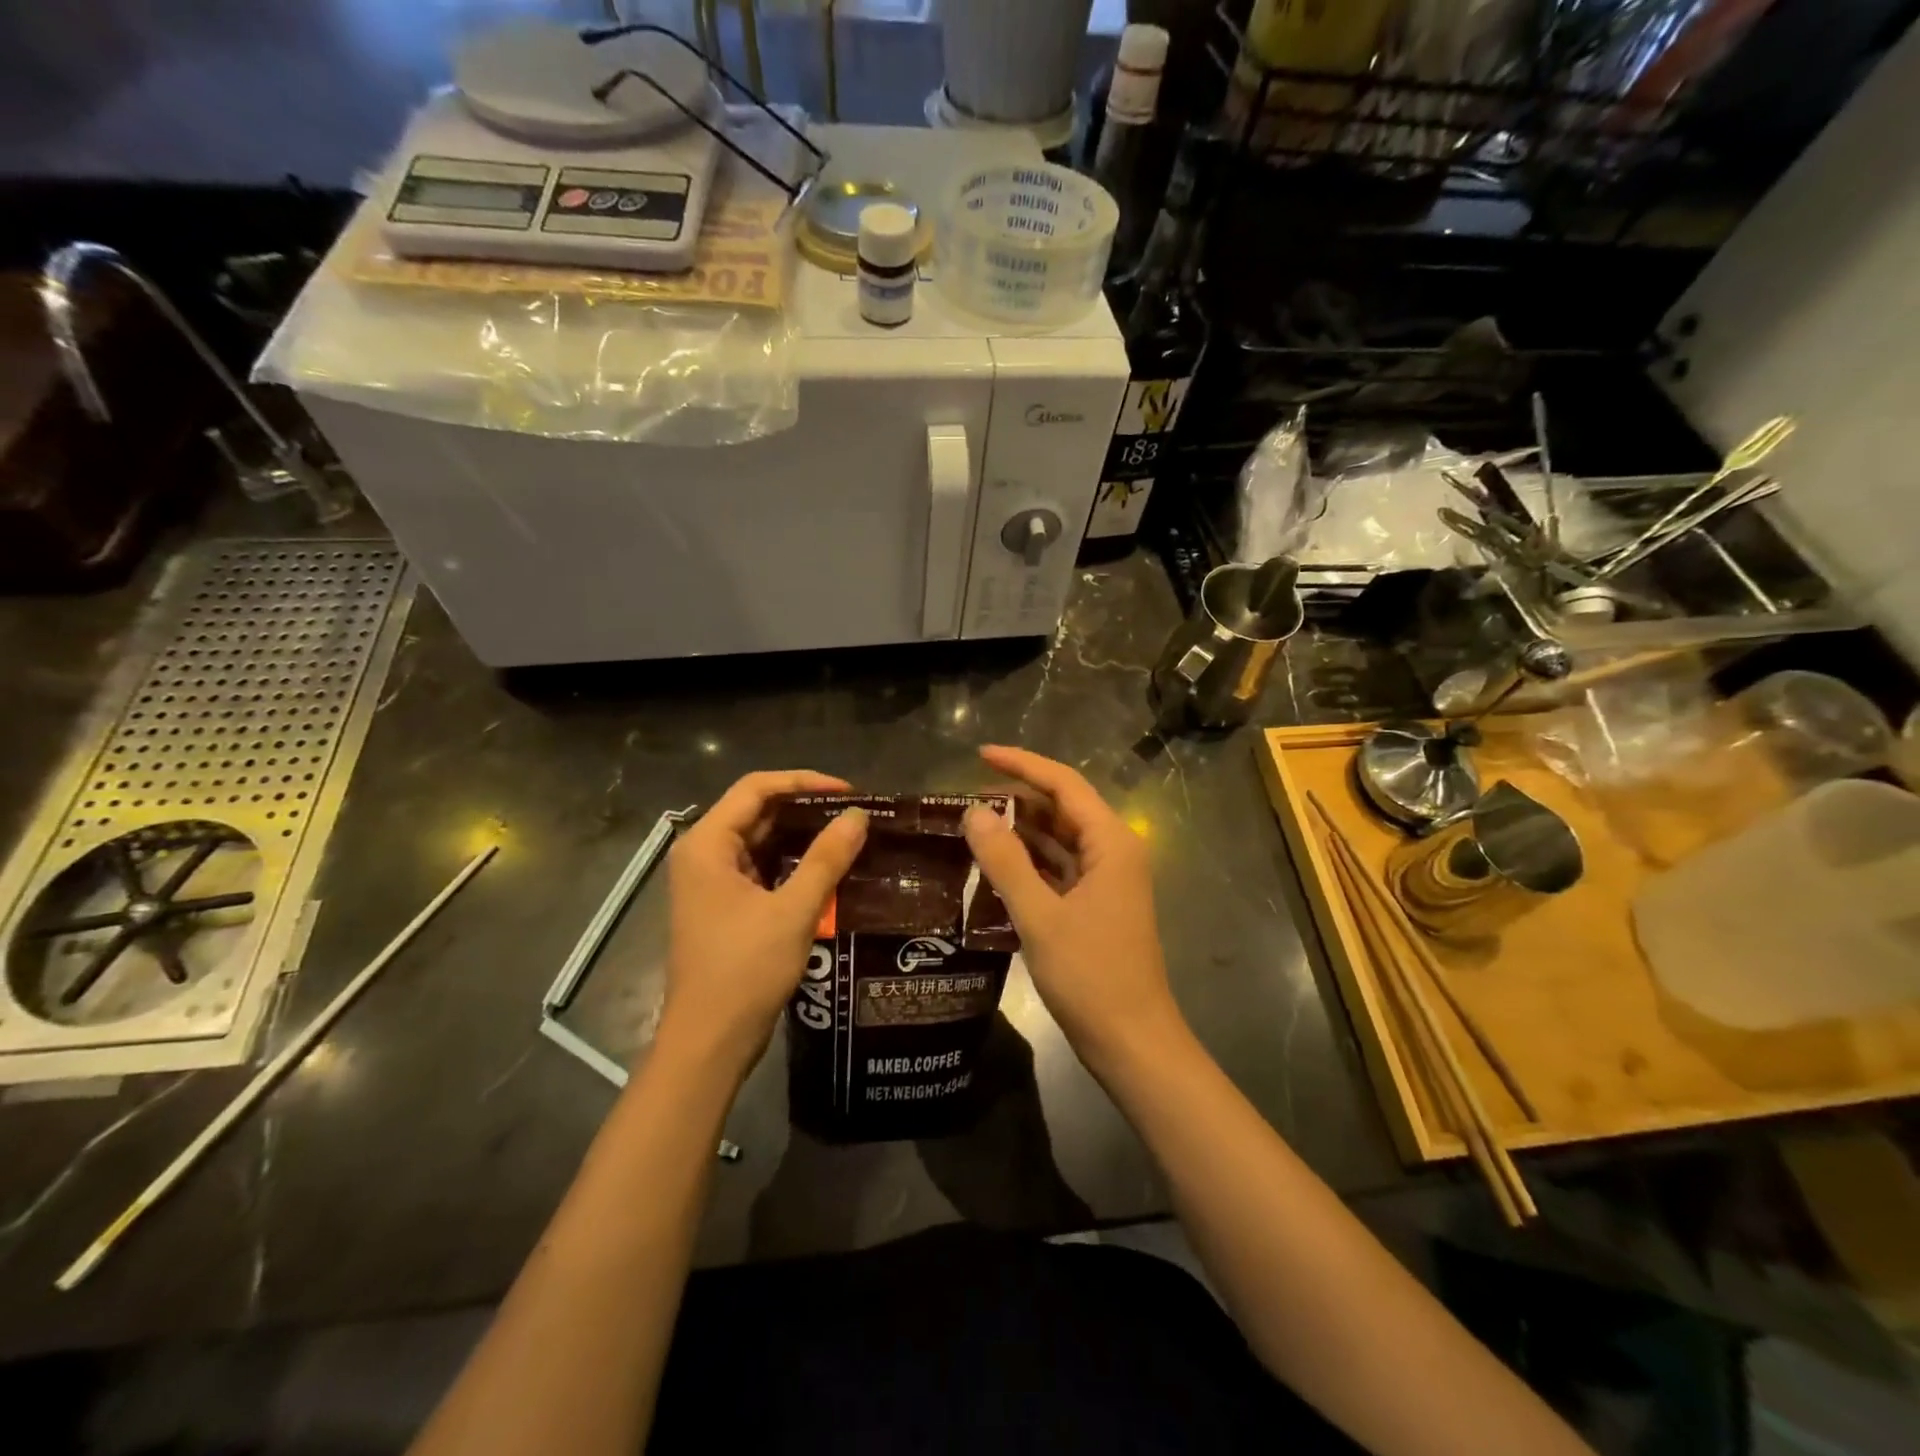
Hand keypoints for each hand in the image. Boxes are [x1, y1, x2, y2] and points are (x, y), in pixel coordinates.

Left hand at [657, 771, 867, 1081]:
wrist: (710, 1041)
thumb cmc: (745, 970)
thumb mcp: (793, 910)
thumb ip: (826, 858)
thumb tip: (858, 816)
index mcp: (707, 844)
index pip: (756, 788)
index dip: (804, 782)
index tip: (848, 792)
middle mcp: (703, 855)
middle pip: (756, 811)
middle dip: (805, 807)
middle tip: (854, 813)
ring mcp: (711, 882)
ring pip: (760, 841)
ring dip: (800, 835)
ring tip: (848, 834)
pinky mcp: (723, 906)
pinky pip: (760, 868)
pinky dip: (791, 862)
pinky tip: (827, 867)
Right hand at [962, 746, 1184, 1070]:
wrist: (1132, 1042)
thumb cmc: (1091, 975)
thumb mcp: (1040, 916)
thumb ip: (1005, 861)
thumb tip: (973, 812)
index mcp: (1111, 842)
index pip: (1063, 784)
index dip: (1021, 764)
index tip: (979, 755)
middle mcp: (1113, 852)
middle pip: (1062, 809)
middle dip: (1017, 799)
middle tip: (966, 800)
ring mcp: (1106, 880)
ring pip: (1059, 840)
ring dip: (1021, 832)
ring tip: (973, 827)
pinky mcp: (1096, 905)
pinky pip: (1059, 869)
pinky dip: (1029, 863)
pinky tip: (995, 866)